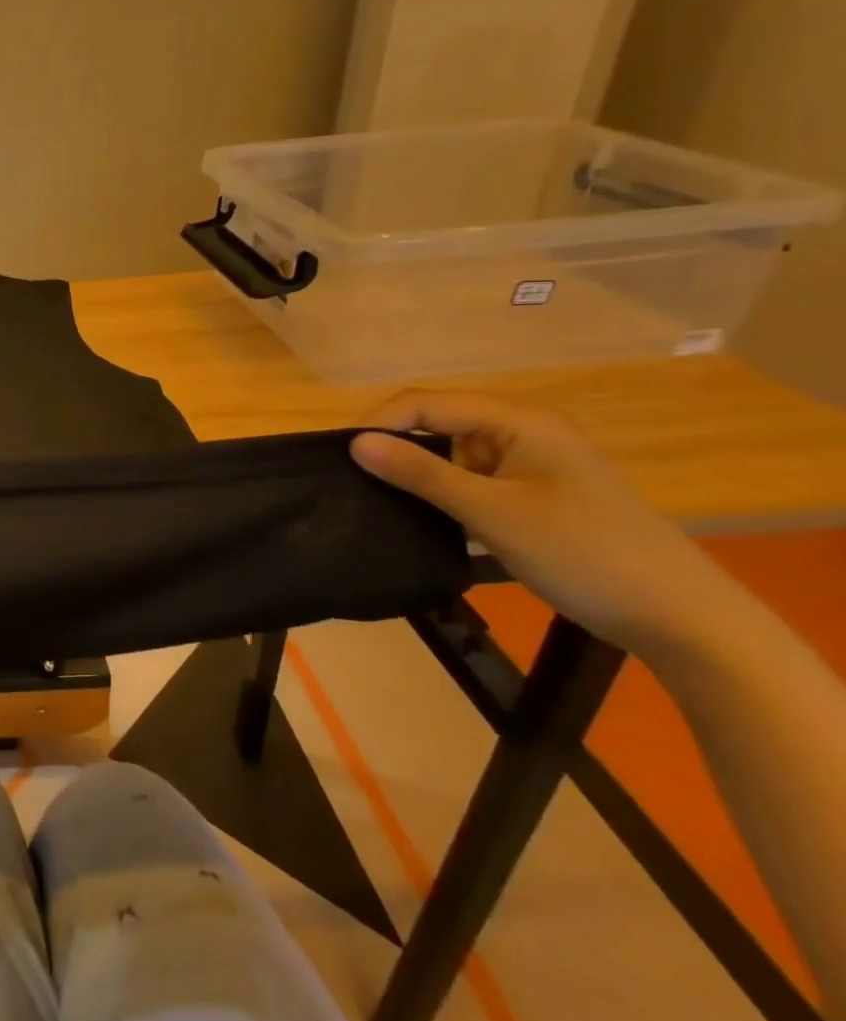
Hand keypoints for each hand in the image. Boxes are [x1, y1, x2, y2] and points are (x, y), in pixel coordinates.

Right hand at [350, 391, 731, 657]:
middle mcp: (522, 430)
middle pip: (437, 422)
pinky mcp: (532, 492)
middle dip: (394, 446)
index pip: (426, 403)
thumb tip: (354, 442)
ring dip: (417, 472)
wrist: (680, 617)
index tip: (341, 457)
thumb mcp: (491, 512)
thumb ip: (420, 474)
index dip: (379, 423)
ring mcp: (530, 461)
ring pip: (451, 452)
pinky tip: (422, 514)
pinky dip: (443, 491)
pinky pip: (470, 478)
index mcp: (518, 420)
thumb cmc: (583, 553)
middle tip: (353, 479)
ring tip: (378, 498)